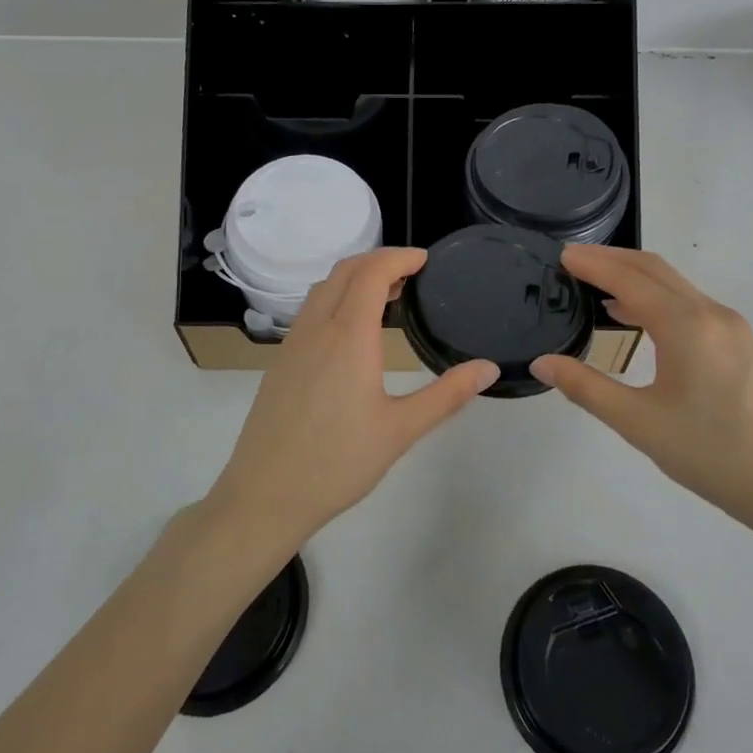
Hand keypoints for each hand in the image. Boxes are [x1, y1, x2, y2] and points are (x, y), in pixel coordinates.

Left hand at [205, 248, 498, 552]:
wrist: (265, 495)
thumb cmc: (337, 463)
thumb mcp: (401, 431)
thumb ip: (447, 395)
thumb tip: (488, 368)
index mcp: (348, 336)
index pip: (372, 272)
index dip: (399, 257)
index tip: (426, 260)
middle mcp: (317, 329)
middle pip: (344, 271)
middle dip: (379, 261)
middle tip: (412, 273)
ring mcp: (292, 344)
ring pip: (323, 289)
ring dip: (355, 278)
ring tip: (388, 296)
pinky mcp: (281, 361)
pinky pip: (311, 311)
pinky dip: (336, 299)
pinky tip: (352, 330)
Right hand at [531, 246, 752, 535]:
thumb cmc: (711, 454)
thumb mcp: (639, 423)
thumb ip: (586, 388)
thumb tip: (542, 363)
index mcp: (686, 326)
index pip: (629, 279)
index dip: (593, 264)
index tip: (561, 254)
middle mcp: (711, 314)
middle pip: (655, 270)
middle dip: (612, 259)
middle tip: (572, 260)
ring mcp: (732, 327)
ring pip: (675, 286)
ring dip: (635, 278)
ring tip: (595, 285)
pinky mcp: (741, 344)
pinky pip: (690, 305)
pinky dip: (656, 298)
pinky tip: (636, 317)